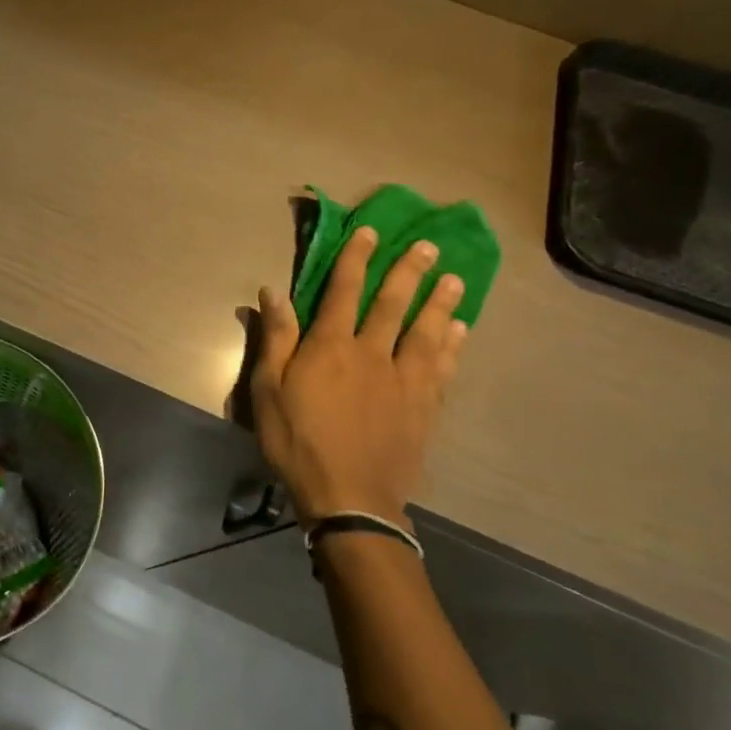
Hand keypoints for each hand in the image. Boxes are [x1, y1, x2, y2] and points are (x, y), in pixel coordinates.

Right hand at [251, 226, 468, 526]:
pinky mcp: (424, 408)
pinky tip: (461, 332)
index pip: (344, 291)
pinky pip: (443, 368)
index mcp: (331, 347)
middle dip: (408, 272)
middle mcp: (373, 354)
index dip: (356, 259)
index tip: (369, 232)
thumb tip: (274, 292)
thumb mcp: (268, 390)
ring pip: (427, 332)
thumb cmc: (297, 441)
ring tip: (455, 279)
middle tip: (428, 246)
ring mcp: (404, 381)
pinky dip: (453, 346)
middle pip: (393, 304)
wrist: (349, 497)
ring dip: (441, 303)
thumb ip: (276, 339)